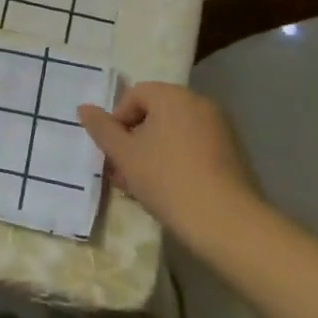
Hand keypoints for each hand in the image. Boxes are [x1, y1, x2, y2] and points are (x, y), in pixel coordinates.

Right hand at [77, 83, 262, 246]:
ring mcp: (220, 128)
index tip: (113, 152)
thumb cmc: (167, 180)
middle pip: (156, 114)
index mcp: (173, 96)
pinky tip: (170, 191)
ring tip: (142, 186)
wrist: (226, 222)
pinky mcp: (233, 153)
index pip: (135, 95)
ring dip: (153, 153)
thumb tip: (84, 108)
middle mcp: (199, 103)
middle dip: (135, 140)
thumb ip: (101, 129)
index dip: (117, 121)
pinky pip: (195, 147)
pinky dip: (178, 161)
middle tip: (123, 172)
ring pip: (174, 133)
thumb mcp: (125, 155)